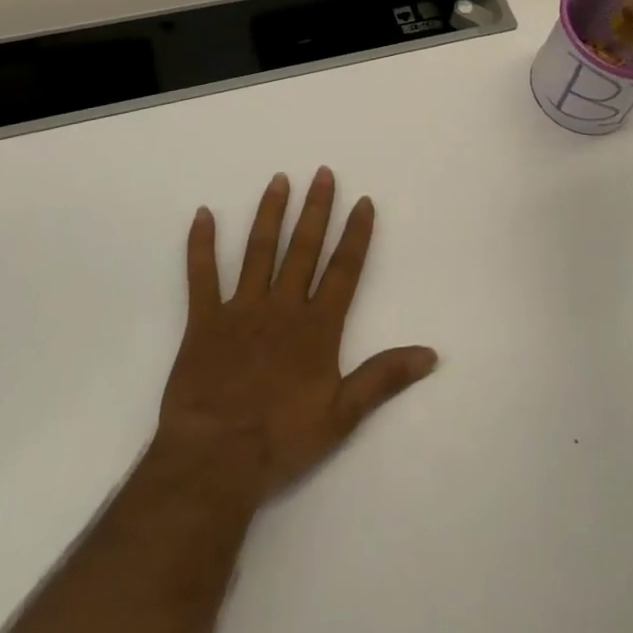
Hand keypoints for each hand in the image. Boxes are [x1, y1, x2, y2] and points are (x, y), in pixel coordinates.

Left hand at [152, 169, 437, 504]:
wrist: (216, 459)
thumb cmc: (282, 439)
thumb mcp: (343, 415)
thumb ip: (384, 378)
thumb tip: (431, 354)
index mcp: (317, 327)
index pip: (343, 270)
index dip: (355, 234)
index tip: (362, 201)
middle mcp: (283, 306)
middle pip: (303, 249)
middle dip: (315, 209)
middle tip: (322, 173)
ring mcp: (241, 309)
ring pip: (259, 251)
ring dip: (270, 213)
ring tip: (279, 180)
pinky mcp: (204, 321)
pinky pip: (201, 276)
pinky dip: (200, 244)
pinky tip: (203, 214)